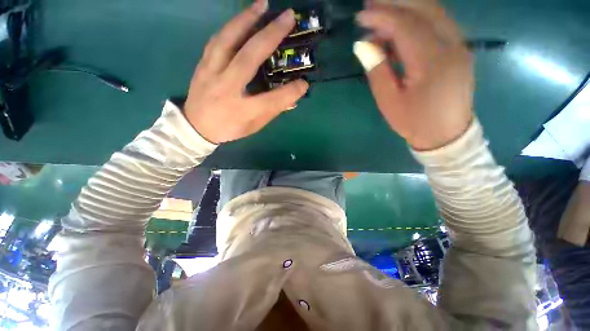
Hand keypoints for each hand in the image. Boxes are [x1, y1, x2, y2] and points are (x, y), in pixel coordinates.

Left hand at [183, 0, 308, 143]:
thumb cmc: (230, 128)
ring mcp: (211, 74)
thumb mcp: (254, 126)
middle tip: (287, 17)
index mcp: (243, 111)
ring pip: (227, 41)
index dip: (290, 91)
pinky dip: (231, 27)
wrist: (197, 126)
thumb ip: (273, 111)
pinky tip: (242, 18)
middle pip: (249, 59)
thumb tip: (292, 97)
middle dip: (270, 35)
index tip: (304, 83)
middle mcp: (227, 89)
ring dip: (246, 19)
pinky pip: (217, 41)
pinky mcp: (202, 65)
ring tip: (263, 5)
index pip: (272, 100)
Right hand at [354, 0, 473, 150]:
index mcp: (431, 62)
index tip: (361, 17)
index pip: (405, 26)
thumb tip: (364, 45)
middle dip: (395, 2)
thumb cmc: (414, 121)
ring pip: (434, 12)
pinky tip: (401, 26)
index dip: (381, 17)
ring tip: (383, 11)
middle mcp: (451, 46)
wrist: (446, 135)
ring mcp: (459, 45)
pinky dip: (418, 18)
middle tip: (371, 3)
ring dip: (407, 7)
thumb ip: (377, 71)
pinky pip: (439, 23)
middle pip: (424, 9)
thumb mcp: (389, 101)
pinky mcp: (459, 49)